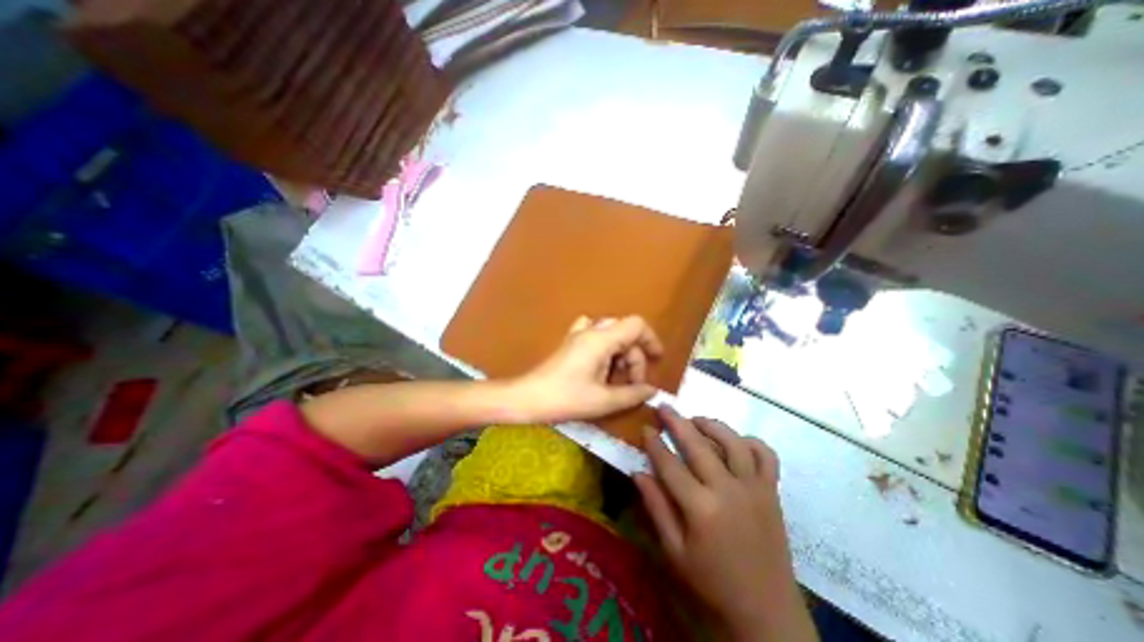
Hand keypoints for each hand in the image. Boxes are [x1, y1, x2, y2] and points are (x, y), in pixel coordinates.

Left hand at [508, 314, 662, 423]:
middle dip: (633, 358)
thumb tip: (652, 390)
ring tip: (615, 380)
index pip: (636, 325)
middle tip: (631, 384)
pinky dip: (605, 351)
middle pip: (625, 333)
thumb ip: (633, 394)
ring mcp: (578, 334)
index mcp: (601, 339)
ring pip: (611, 336)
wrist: (527, 398)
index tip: (656, 360)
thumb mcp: (603, 400)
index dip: (651, 340)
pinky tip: (600, 369)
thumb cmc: (565, 398)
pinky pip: (595, 337)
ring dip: (620, 356)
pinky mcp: (570, 343)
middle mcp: (591, 330)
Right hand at [641, 409, 816, 640]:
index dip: (654, 443)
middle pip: (698, 444)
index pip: (670, 464)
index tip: (645, 427)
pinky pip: (765, 455)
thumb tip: (638, 472)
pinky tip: (735, 441)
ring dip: (711, 424)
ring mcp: (754, 488)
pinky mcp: (772, 491)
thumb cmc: (712, 583)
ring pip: (732, 441)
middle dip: (677, 422)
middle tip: (663, 407)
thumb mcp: (674, 551)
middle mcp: (728, 489)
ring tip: (695, 419)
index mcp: (700, 508)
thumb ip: (656, 507)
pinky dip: (750, 442)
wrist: (767, 614)